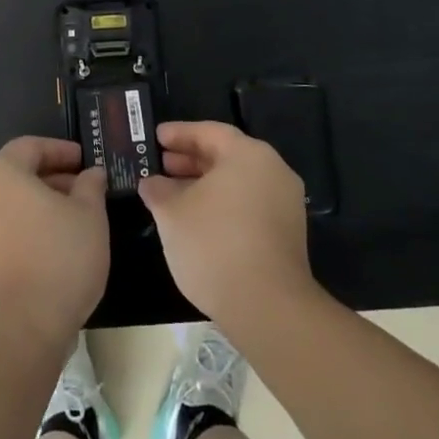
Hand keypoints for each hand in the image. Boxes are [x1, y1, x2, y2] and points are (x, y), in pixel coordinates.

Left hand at [0, 137, 109, 356]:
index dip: (60, 150)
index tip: (84, 161)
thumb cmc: (59, 259)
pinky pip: (3, 226)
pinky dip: (27, 225)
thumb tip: (90, 174)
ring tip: (74, 219)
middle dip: (52, 177)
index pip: (30, 146)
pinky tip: (54, 244)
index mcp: (3, 173)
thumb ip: (90, 186)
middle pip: (17, 172)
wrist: (20, 329)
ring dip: (40, 202)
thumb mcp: (90, 215)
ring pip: (10, 201)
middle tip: (84, 190)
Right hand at [139, 121, 314, 331]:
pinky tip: (197, 221)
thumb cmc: (214, 244)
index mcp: (248, 155)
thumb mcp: (172, 213)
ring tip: (172, 196)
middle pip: (226, 155)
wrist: (267, 307)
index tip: (155, 138)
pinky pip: (248, 204)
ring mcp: (284, 204)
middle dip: (190, 160)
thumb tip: (152, 183)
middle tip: (160, 165)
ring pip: (237, 182)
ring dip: (204, 185)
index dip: (179, 134)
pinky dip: (222, 204)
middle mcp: (273, 171)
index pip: (209, 132)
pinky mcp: (286, 234)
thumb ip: (158, 190)